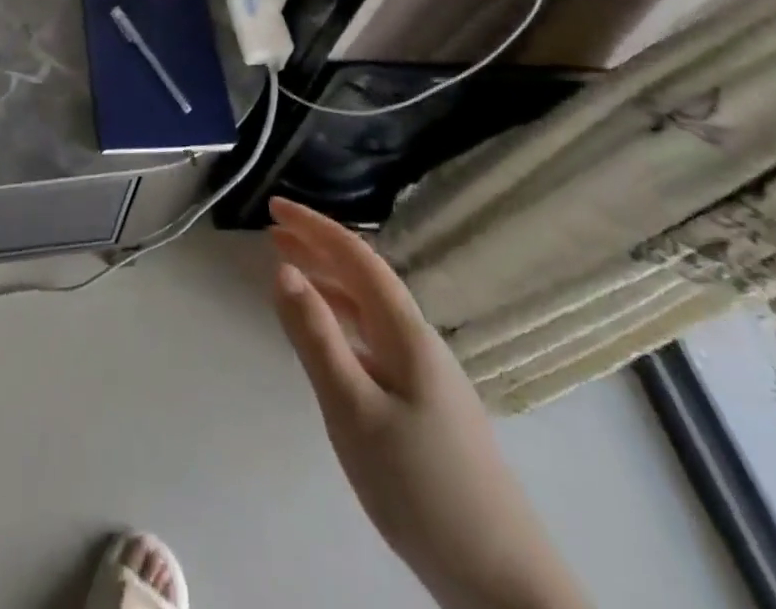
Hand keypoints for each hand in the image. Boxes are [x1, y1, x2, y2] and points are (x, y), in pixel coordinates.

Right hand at [267, 198, 589, 608]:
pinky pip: (373, 338)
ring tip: (289, 273)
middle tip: (271, 231)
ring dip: (328, 282)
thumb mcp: (353, 409)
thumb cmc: (421, 486)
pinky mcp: (424, 405)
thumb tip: (282, 269)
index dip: (314, 226)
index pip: (357, 257)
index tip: (274, 204)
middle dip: (317, 248)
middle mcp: (418, 342)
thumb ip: (316, 337)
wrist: (504, 583)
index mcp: (406, 333)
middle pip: (364, 277)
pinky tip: (328, 337)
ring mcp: (426, 375)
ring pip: (369, 309)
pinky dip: (342, 319)